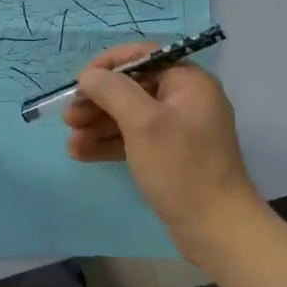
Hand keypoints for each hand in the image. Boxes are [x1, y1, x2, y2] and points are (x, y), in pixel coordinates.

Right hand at [65, 44, 269, 269]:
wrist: (216, 230)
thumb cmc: (181, 168)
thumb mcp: (143, 123)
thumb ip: (113, 91)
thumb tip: (88, 75)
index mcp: (188, 82)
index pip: (143, 56)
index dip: (108, 66)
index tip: (80, 83)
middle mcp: (185, 100)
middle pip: (132, 88)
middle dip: (98, 102)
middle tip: (69, 118)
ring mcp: (178, 130)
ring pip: (129, 116)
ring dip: (98, 126)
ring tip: (70, 142)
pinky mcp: (169, 156)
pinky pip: (134, 140)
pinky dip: (109, 144)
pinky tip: (82, 154)